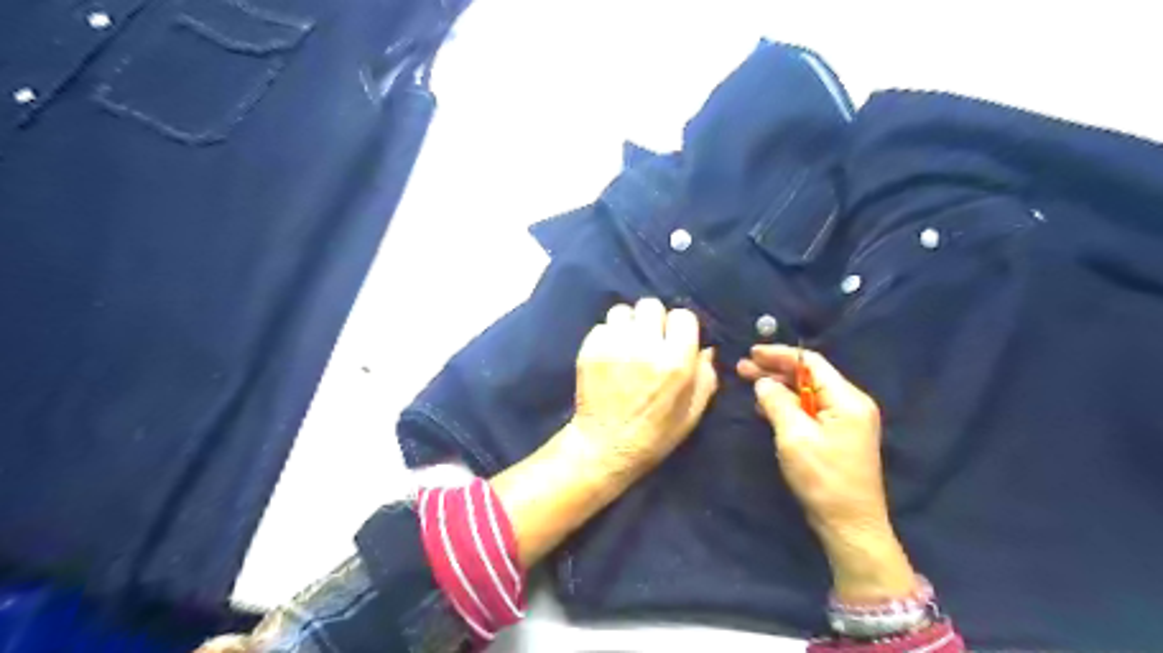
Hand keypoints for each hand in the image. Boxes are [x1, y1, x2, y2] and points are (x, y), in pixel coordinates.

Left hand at [489, 299, 719, 568]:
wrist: (605, 446)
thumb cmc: (655, 434)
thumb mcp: (692, 413)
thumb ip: (706, 377)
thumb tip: (707, 348)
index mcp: (675, 362)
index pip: (682, 315)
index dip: (680, 326)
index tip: (674, 339)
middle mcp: (644, 347)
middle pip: (650, 305)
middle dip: (653, 319)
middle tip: (650, 339)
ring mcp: (613, 346)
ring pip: (623, 311)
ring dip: (628, 324)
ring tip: (627, 343)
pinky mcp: (589, 349)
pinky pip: (602, 326)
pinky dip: (608, 336)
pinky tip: (609, 355)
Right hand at [734, 347, 916, 602]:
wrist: (850, 525)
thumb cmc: (823, 479)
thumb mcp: (795, 437)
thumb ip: (777, 403)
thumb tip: (763, 383)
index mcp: (846, 399)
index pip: (811, 363)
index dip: (780, 355)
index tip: (752, 353)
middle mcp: (850, 404)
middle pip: (809, 376)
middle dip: (775, 370)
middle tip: (742, 367)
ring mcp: (846, 421)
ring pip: (807, 393)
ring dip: (779, 387)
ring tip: (748, 382)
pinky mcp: (838, 435)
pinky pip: (810, 410)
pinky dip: (788, 404)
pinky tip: (766, 406)